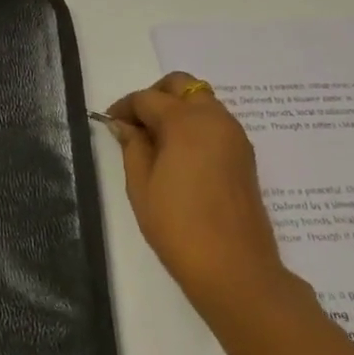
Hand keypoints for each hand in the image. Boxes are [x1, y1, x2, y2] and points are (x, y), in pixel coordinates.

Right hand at [107, 73, 289, 316]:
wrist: (234, 268)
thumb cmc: (177, 226)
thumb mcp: (141, 185)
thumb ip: (132, 147)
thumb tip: (125, 125)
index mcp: (186, 122)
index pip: (148, 98)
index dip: (124, 107)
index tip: (109, 124)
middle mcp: (215, 119)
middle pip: (183, 86)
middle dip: (156, 96)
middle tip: (136, 124)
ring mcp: (235, 136)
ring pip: (202, 102)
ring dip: (177, 110)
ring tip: (155, 142)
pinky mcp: (244, 155)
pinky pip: (216, 123)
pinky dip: (195, 125)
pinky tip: (178, 156)